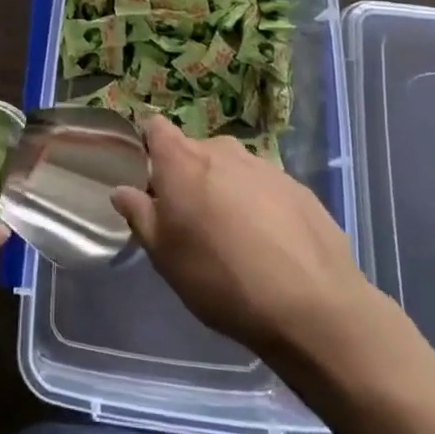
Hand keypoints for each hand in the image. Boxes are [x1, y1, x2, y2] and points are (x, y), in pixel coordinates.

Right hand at [110, 118, 367, 359]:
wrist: (312, 306)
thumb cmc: (220, 279)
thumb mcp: (165, 256)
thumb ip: (140, 216)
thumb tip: (122, 190)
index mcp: (182, 160)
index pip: (155, 127)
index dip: (149, 145)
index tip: (150, 176)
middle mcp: (222, 150)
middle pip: (195, 151)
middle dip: (189, 176)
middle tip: (191, 220)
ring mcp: (264, 166)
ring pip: (232, 169)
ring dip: (226, 191)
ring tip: (234, 237)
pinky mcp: (298, 187)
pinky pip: (266, 188)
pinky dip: (260, 206)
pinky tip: (271, 247)